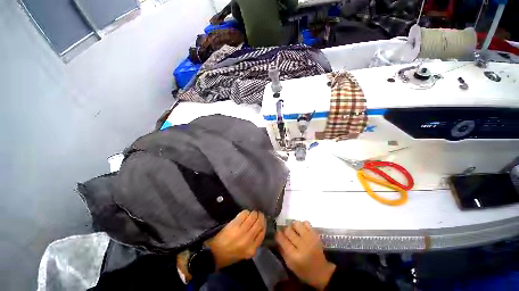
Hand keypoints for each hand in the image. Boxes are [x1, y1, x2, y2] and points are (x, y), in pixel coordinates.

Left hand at [206, 210, 265, 268]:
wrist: (214, 253)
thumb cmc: (230, 255)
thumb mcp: (245, 254)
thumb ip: (254, 243)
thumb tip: (259, 229)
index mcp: (252, 249)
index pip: (262, 233)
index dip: (264, 224)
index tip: (263, 221)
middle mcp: (248, 239)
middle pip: (259, 223)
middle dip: (260, 216)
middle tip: (259, 214)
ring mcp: (241, 231)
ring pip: (253, 217)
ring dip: (254, 213)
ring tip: (252, 213)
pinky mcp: (235, 224)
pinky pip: (244, 214)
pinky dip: (246, 212)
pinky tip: (246, 213)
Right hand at [276, 221, 335, 290]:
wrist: (321, 271)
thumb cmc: (303, 270)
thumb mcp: (290, 265)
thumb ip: (282, 251)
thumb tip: (276, 238)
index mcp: (295, 256)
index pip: (282, 239)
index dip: (277, 235)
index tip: (277, 234)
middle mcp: (302, 246)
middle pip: (288, 230)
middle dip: (285, 230)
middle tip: (286, 234)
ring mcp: (310, 239)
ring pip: (296, 224)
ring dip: (293, 226)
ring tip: (294, 231)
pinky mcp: (315, 235)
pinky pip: (306, 223)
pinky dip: (302, 225)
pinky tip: (302, 230)